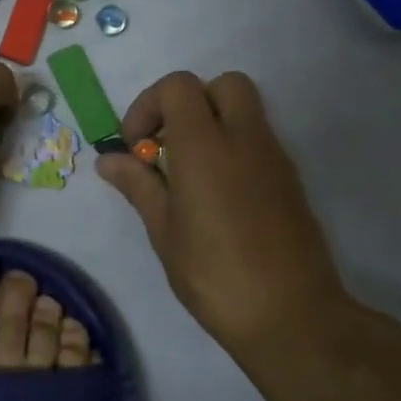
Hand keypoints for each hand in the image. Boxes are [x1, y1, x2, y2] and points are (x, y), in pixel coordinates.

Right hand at [98, 71, 358, 364]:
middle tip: (168, 145)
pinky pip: (259, 141)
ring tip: (188, 175)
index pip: (179, 86)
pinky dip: (233, 149)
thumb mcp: (164, 231)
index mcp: (206, 147)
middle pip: (223, 84)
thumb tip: (109, 159)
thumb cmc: (214, 275)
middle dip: (189, 103)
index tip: (136, 146)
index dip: (149, 105)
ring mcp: (275, 158)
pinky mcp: (290, 180)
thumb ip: (139, 185)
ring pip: (245, 111)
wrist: (291, 315)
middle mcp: (245, 139)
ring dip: (213, 125)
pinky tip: (216, 197)